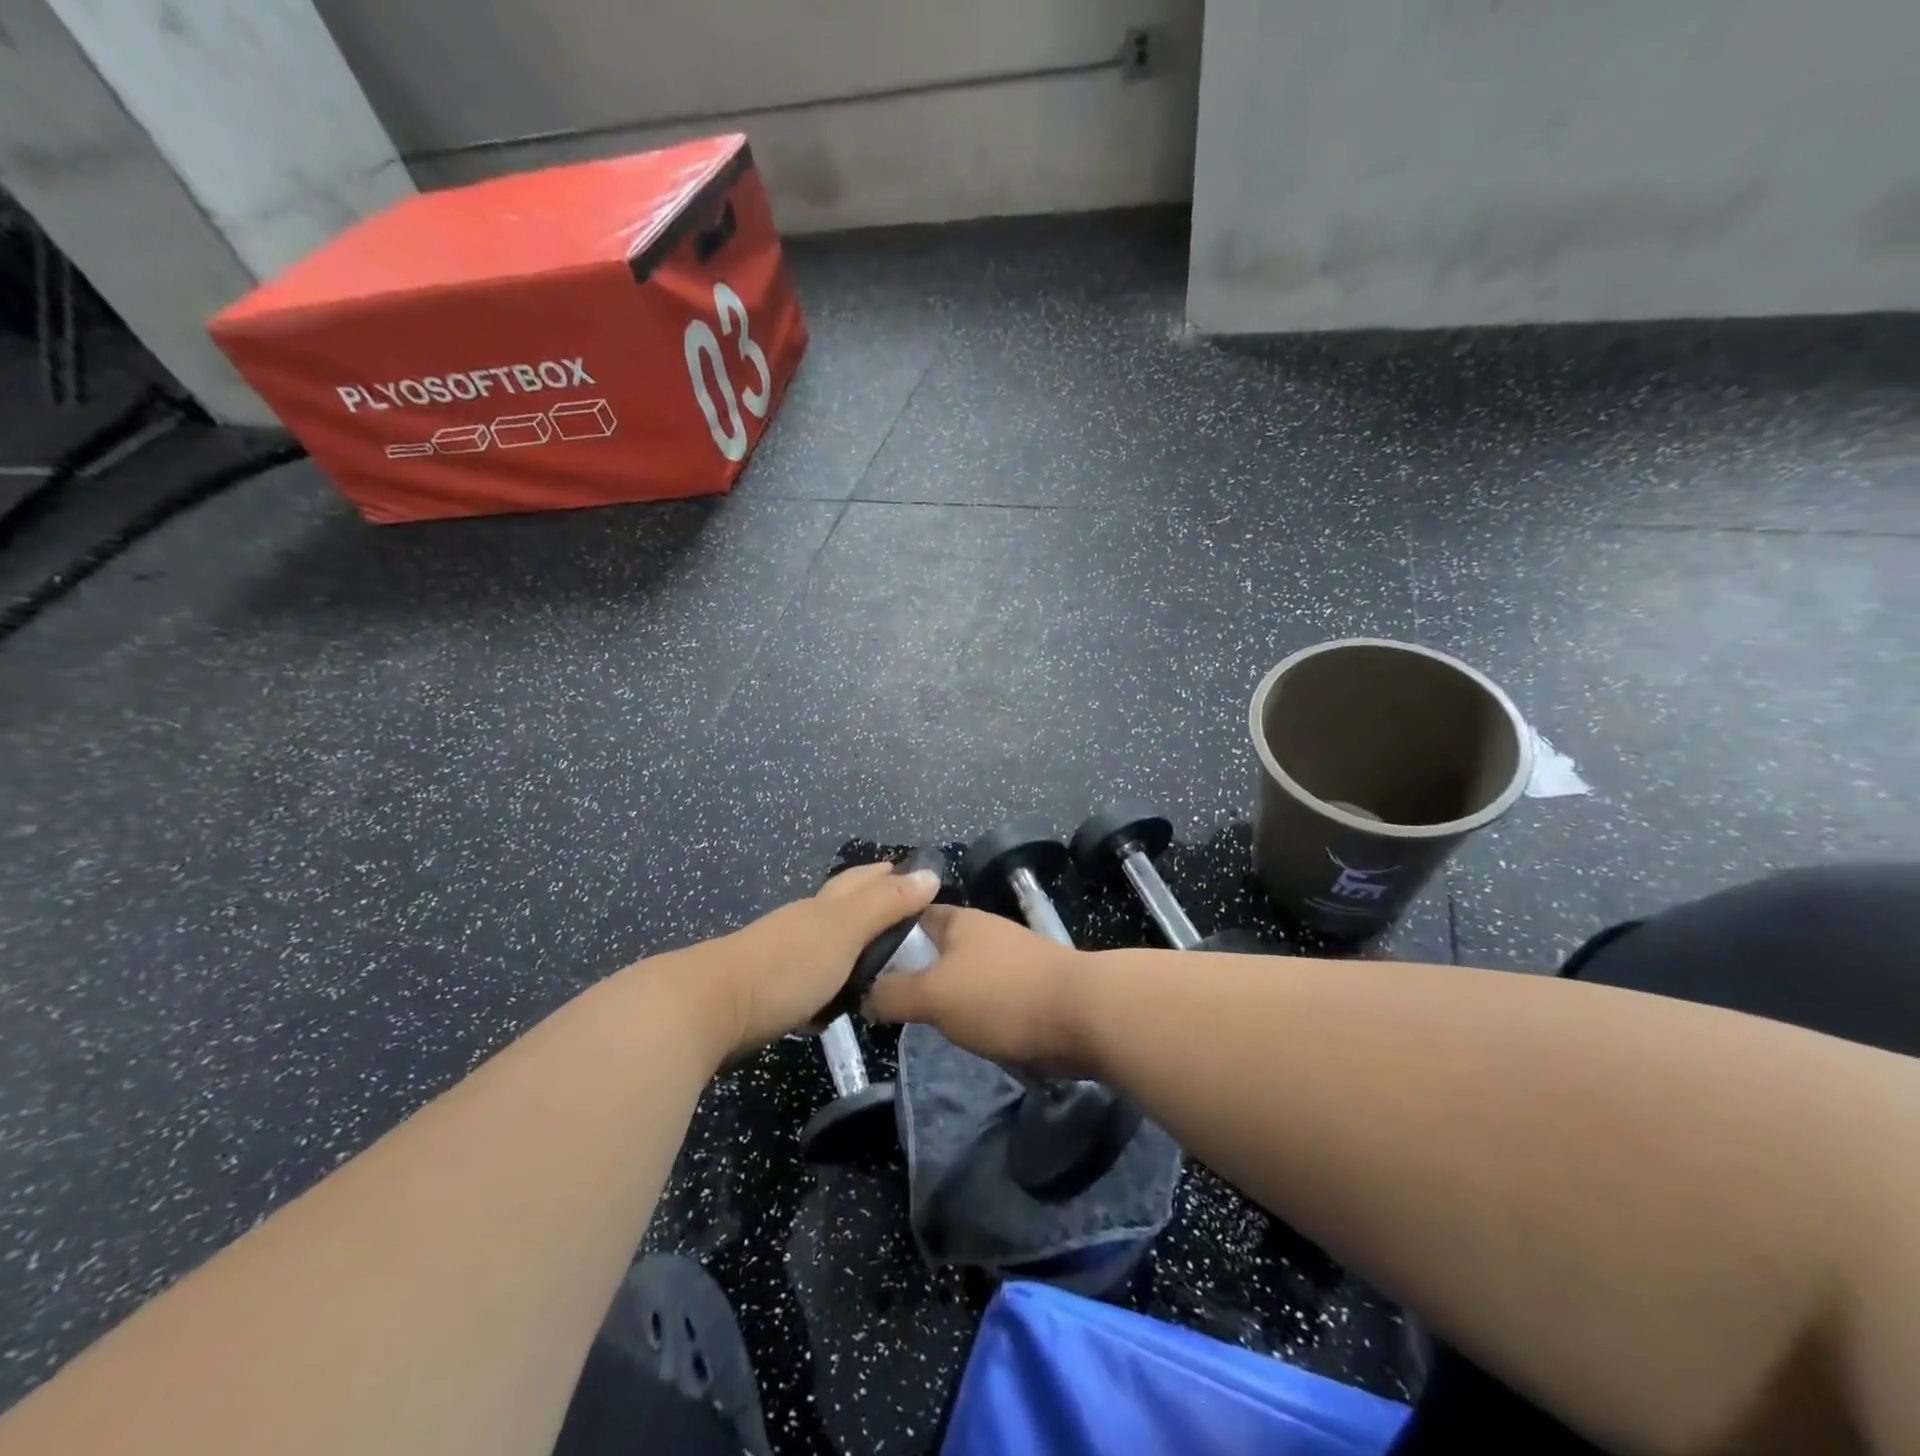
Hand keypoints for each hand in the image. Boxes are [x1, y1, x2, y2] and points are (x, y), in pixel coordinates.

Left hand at [709, 863, 941, 1051]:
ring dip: (851, 946)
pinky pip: (810, 980)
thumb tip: (929, 873)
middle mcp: (804, 923)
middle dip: (871, 902)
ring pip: (826, 943)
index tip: (916, 877)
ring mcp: (782, 955)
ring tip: (879, 962)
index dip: (888, 875)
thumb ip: (886, 905)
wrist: (710, 1007)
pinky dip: (829, 982)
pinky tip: (836, 1003)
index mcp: (825, 906)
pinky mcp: (769, 990)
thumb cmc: (788, 964)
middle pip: (842, 905)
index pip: (862, 880)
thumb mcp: (845, 931)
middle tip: (905, 916)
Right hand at [863, 905, 1089, 1074]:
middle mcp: (984, 932)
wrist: (1082, 1015)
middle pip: (937, 946)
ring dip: (944, 995)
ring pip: (962, 974)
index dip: (885, 934)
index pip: (912, 916)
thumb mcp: (933, 994)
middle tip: (884, 1001)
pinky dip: (973, 1011)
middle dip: (913, 970)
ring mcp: (1010, 960)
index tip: (861, 963)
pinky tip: (962, 1032)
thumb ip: (893, 993)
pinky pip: (988, 997)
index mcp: (959, 921)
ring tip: (918, 1020)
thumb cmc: (1000, 995)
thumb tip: (864, 994)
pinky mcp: (1029, 989)